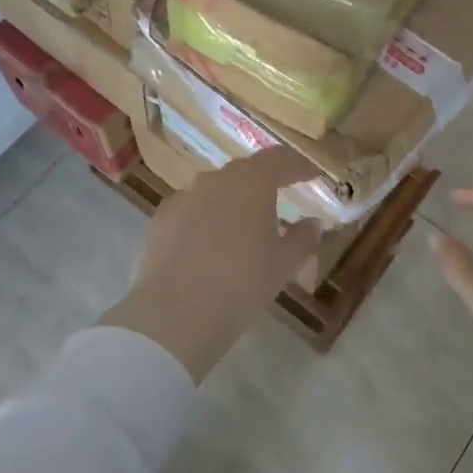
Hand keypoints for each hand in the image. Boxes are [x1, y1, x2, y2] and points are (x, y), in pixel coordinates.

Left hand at [103, 147, 323, 380]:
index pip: (279, 159)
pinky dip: (204, 221)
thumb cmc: (242, 283)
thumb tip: (313, 223)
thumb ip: (302, 239)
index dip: (298, 166)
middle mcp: (215, 179)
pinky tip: (208, 247)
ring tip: (242, 230)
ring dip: (231, 204)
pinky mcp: (160, 220)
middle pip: (245, 173)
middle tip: (278, 204)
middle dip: (263, 185)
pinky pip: (191, 212)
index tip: (311, 175)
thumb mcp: (283, 265)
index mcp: (251, 181)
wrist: (176, 313)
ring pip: (215, 192)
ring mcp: (183, 197)